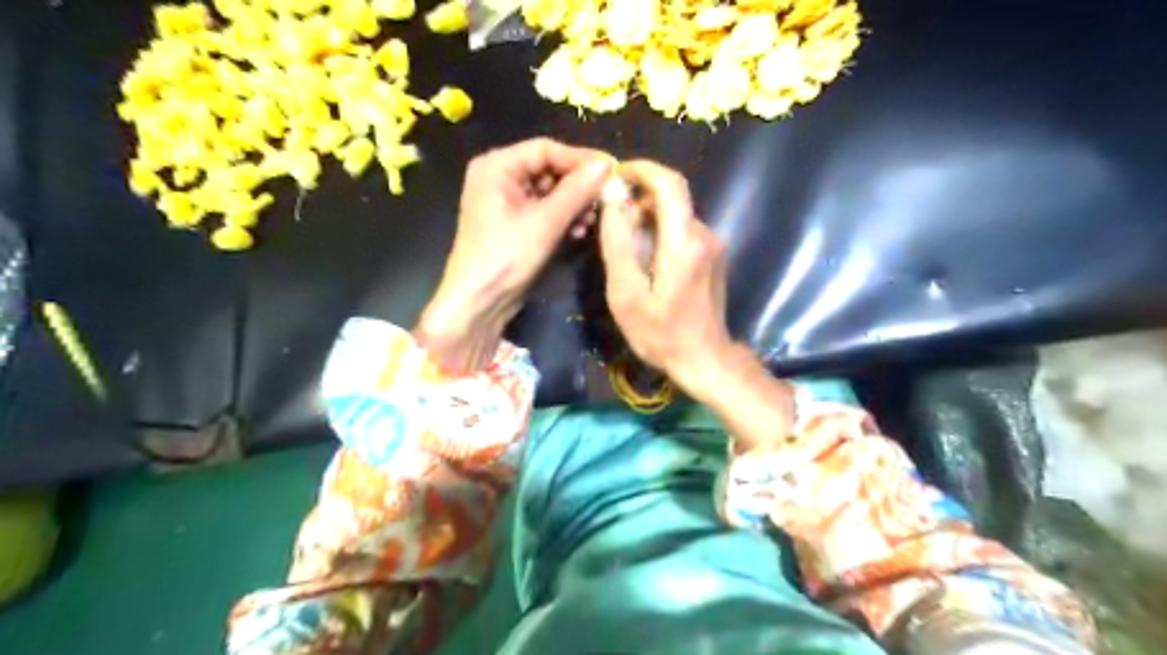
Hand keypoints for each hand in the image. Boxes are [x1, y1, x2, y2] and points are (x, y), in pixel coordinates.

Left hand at [415, 135, 611, 373]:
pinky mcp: (514, 222)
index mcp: (496, 166)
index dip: (580, 159)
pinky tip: (579, 230)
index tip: (612, 170)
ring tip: (592, 220)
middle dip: (578, 185)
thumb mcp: (544, 223)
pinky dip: (563, 217)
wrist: (479, 303)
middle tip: (605, 198)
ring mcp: (506, 201)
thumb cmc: (506, 258)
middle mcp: (499, 177)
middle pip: (548, 168)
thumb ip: (576, 191)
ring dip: (574, 203)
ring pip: (549, 191)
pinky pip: (544, 209)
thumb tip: (607, 165)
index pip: (546, 149)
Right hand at [601, 160, 735, 395]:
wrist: (704, 359)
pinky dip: (660, 232)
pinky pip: (682, 231)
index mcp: (684, 241)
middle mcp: (704, 235)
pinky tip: (643, 258)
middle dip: (639, 197)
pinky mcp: (713, 256)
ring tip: (621, 242)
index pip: (669, 183)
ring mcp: (712, 245)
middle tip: (609, 217)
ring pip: (675, 215)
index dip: (642, 170)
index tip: (615, 175)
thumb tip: (613, 193)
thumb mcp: (627, 292)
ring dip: (647, 218)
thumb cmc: (660, 333)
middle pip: (671, 198)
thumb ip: (618, 241)